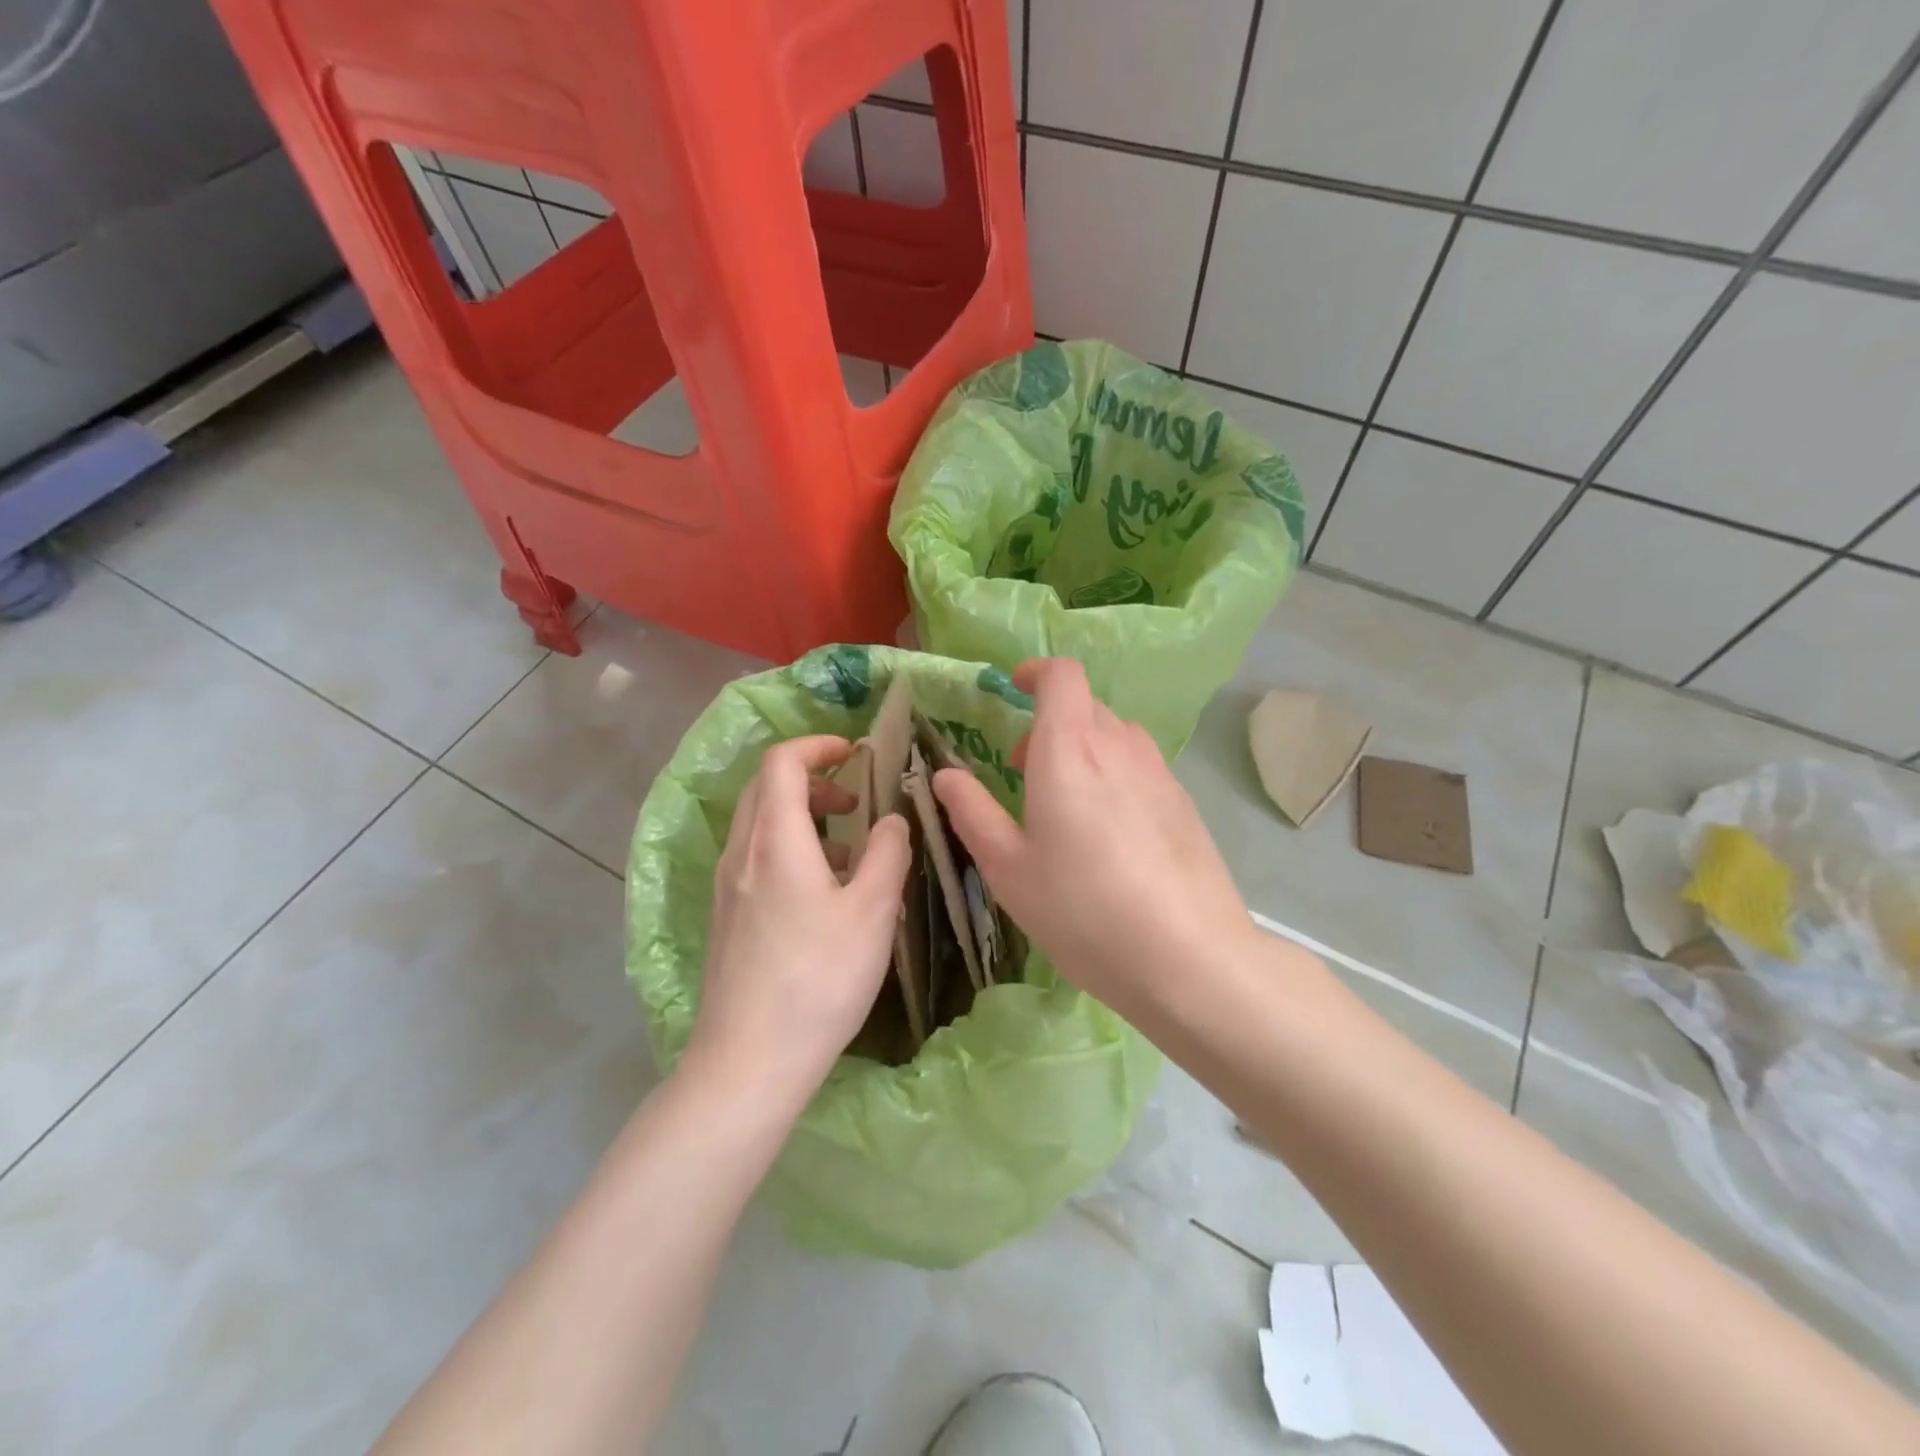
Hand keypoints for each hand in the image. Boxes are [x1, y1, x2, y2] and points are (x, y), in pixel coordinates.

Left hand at [687, 736, 910, 1108]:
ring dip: (802, 818)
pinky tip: (820, 897)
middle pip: (765, 788)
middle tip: (855, 802)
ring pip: (759, 826)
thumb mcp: (872, 911)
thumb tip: (892, 820)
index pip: (782, 762)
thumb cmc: (818, 979)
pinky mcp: (724, 918)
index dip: (818, 746)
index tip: (855, 754)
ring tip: (848, 853)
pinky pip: (755, 859)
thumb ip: (888, 853)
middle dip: (813, 781)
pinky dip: (789, 851)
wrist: (748, 1062)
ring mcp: (726, 888)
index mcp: (775, 840)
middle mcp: (741, 853)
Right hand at [933, 660, 1256, 1021]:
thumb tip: (946, 775)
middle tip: (1023, 770)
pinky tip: (1110, 832)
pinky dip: (1114, 772)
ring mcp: (1159, 772)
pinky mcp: (1184, 801)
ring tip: (1066, 802)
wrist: (1188, 958)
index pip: (1062, 676)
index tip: (1012, 691)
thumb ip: (973, 812)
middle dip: (1049, 722)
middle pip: (1085, 705)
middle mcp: (1118, 747)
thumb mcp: (1009, 869)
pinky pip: (1140, 764)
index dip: (1036, 673)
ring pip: (1115, 735)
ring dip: (1083, 747)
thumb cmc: (1083, 911)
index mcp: (1069, 751)